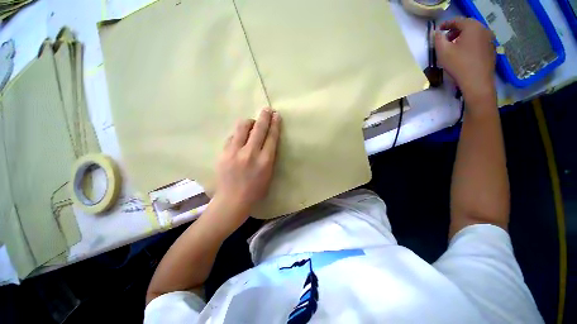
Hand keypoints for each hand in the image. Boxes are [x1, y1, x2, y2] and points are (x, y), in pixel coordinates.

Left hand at [212, 108, 280, 223]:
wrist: (232, 200)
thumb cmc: (255, 190)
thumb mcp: (269, 174)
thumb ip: (269, 156)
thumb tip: (266, 141)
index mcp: (265, 160)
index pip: (271, 137)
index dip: (275, 124)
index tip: (276, 115)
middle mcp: (251, 153)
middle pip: (259, 128)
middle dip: (264, 116)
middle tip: (267, 110)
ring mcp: (235, 152)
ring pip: (242, 127)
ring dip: (249, 122)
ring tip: (251, 123)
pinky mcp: (223, 153)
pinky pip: (231, 136)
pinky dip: (238, 135)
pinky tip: (240, 138)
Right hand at [435, 17, 495, 103]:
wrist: (477, 82)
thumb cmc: (459, 65)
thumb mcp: (443, 52)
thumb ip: (438, 39)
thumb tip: (437, 33)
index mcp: (472, 27)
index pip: (457, 20)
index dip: (446, 24)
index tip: (438, 31)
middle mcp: (483, 29)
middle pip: (467, 26)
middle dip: (455, 31)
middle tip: (445, 40)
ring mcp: (490, 39)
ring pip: (473, 34)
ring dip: (462, 37)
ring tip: (454, 47)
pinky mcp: (491, 49)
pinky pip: (479, 41)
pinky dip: (470, 43)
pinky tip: (464, 53)